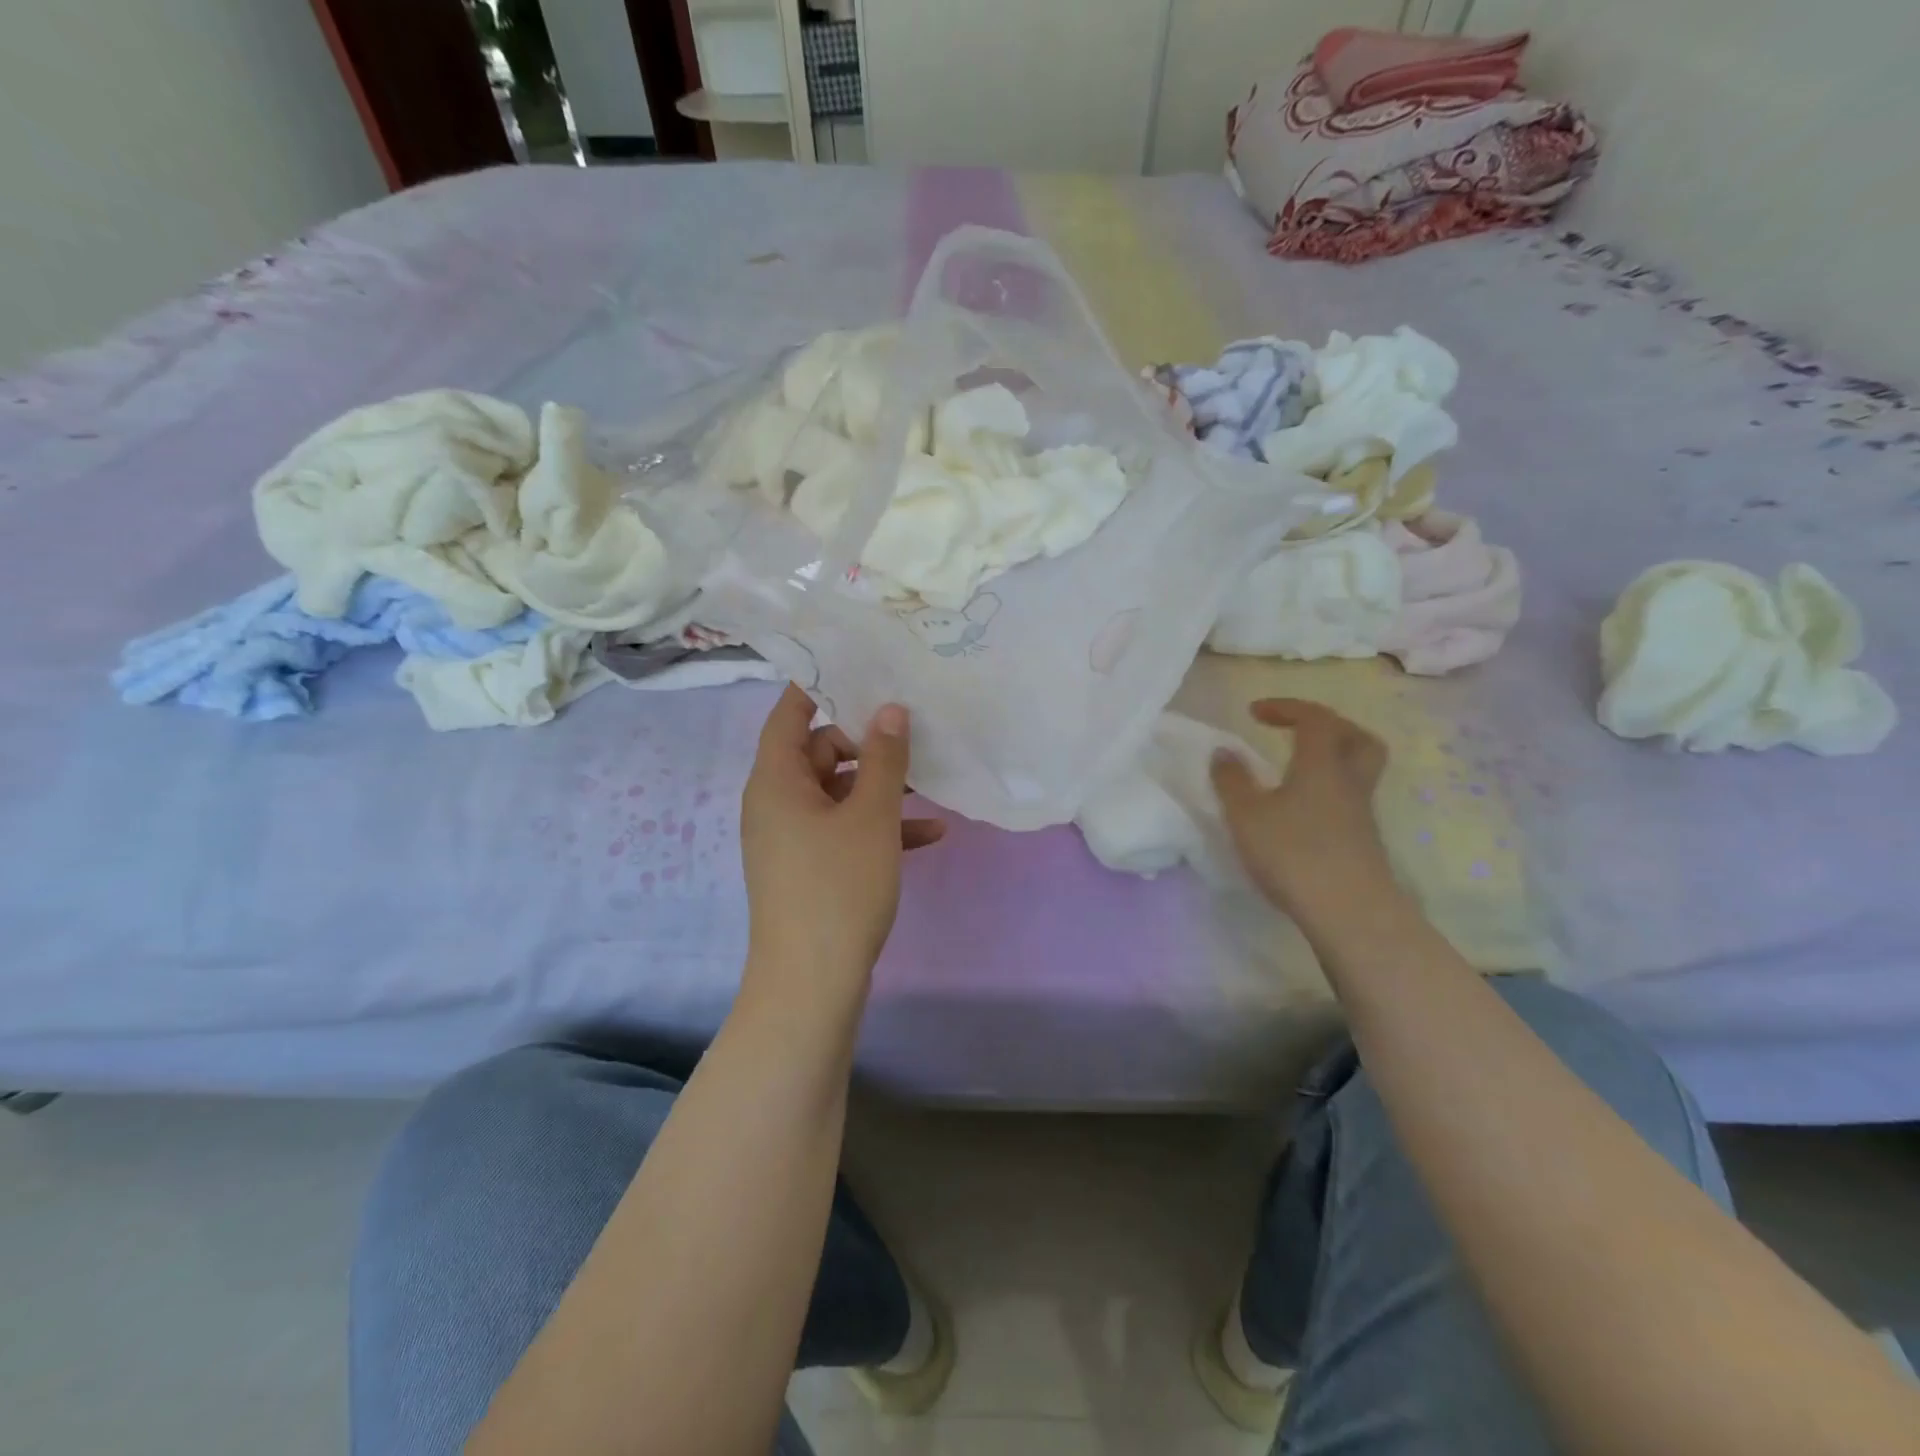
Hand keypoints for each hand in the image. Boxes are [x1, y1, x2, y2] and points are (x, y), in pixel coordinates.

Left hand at [740, 685, 945, 1001]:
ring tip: (930, 782)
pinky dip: (878, 826)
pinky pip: (842, 830)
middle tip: (912, 731)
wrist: (811, 983)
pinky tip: (930, 835)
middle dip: (866, 741)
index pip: (789, 712)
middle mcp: (776, 802)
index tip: (861, 668)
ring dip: (880, 787)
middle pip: (818, 750)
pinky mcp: (808, 868)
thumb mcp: (871, 816)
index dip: (820, 685)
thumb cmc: (838, 886)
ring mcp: (791, 838)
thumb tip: (889, 709)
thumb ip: (884, 759)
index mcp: (776, 780)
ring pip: (837, 792)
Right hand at [1210, 698, 1395, 931]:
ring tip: (1295, 770)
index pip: (1314, 718)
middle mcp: (1348, 780)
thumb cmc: (1293, 854)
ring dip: (1330, 758)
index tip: (1254, 712)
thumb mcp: (1246, 815)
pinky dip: (1328, 790)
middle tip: (1295, 731)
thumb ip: (1231, 781)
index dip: (1286, 707)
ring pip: (1357, 769)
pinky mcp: (1363, 841)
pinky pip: (1349, 798)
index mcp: (1321, 763)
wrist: (1349, 912)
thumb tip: (1223, 752)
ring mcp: (1361, 812)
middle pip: (1355, 737)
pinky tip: (1302, 810)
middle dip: (1326, 725)